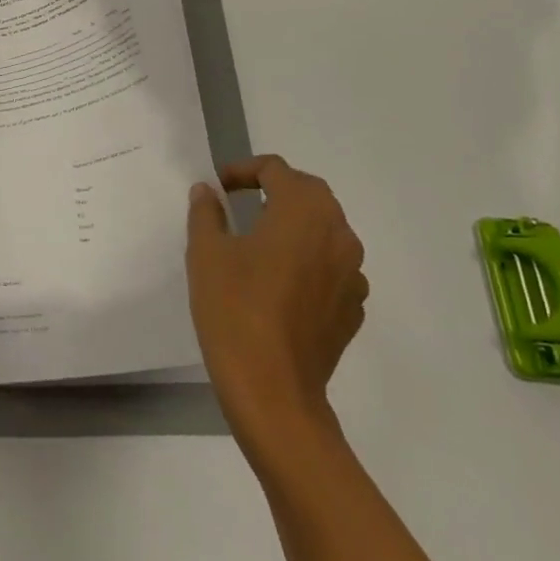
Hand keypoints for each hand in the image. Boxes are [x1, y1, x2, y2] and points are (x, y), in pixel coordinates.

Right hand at [186, 155, 367, 451]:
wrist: (273, 390)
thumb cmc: (234, 309)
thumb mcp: (206, 253)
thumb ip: (206, 213)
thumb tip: (207, 192)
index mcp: (302, 212)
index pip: (277, 170)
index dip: (245, 170)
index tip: (219, 185)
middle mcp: (338, 234)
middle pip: (310, 194)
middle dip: (276, 190)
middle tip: (241, 202)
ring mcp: (353, 274)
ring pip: (326, 230)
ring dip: (296, 224)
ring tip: (260, 240)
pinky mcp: (353, 308)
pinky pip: (333, 267)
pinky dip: (309, 259)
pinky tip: (280, 282)